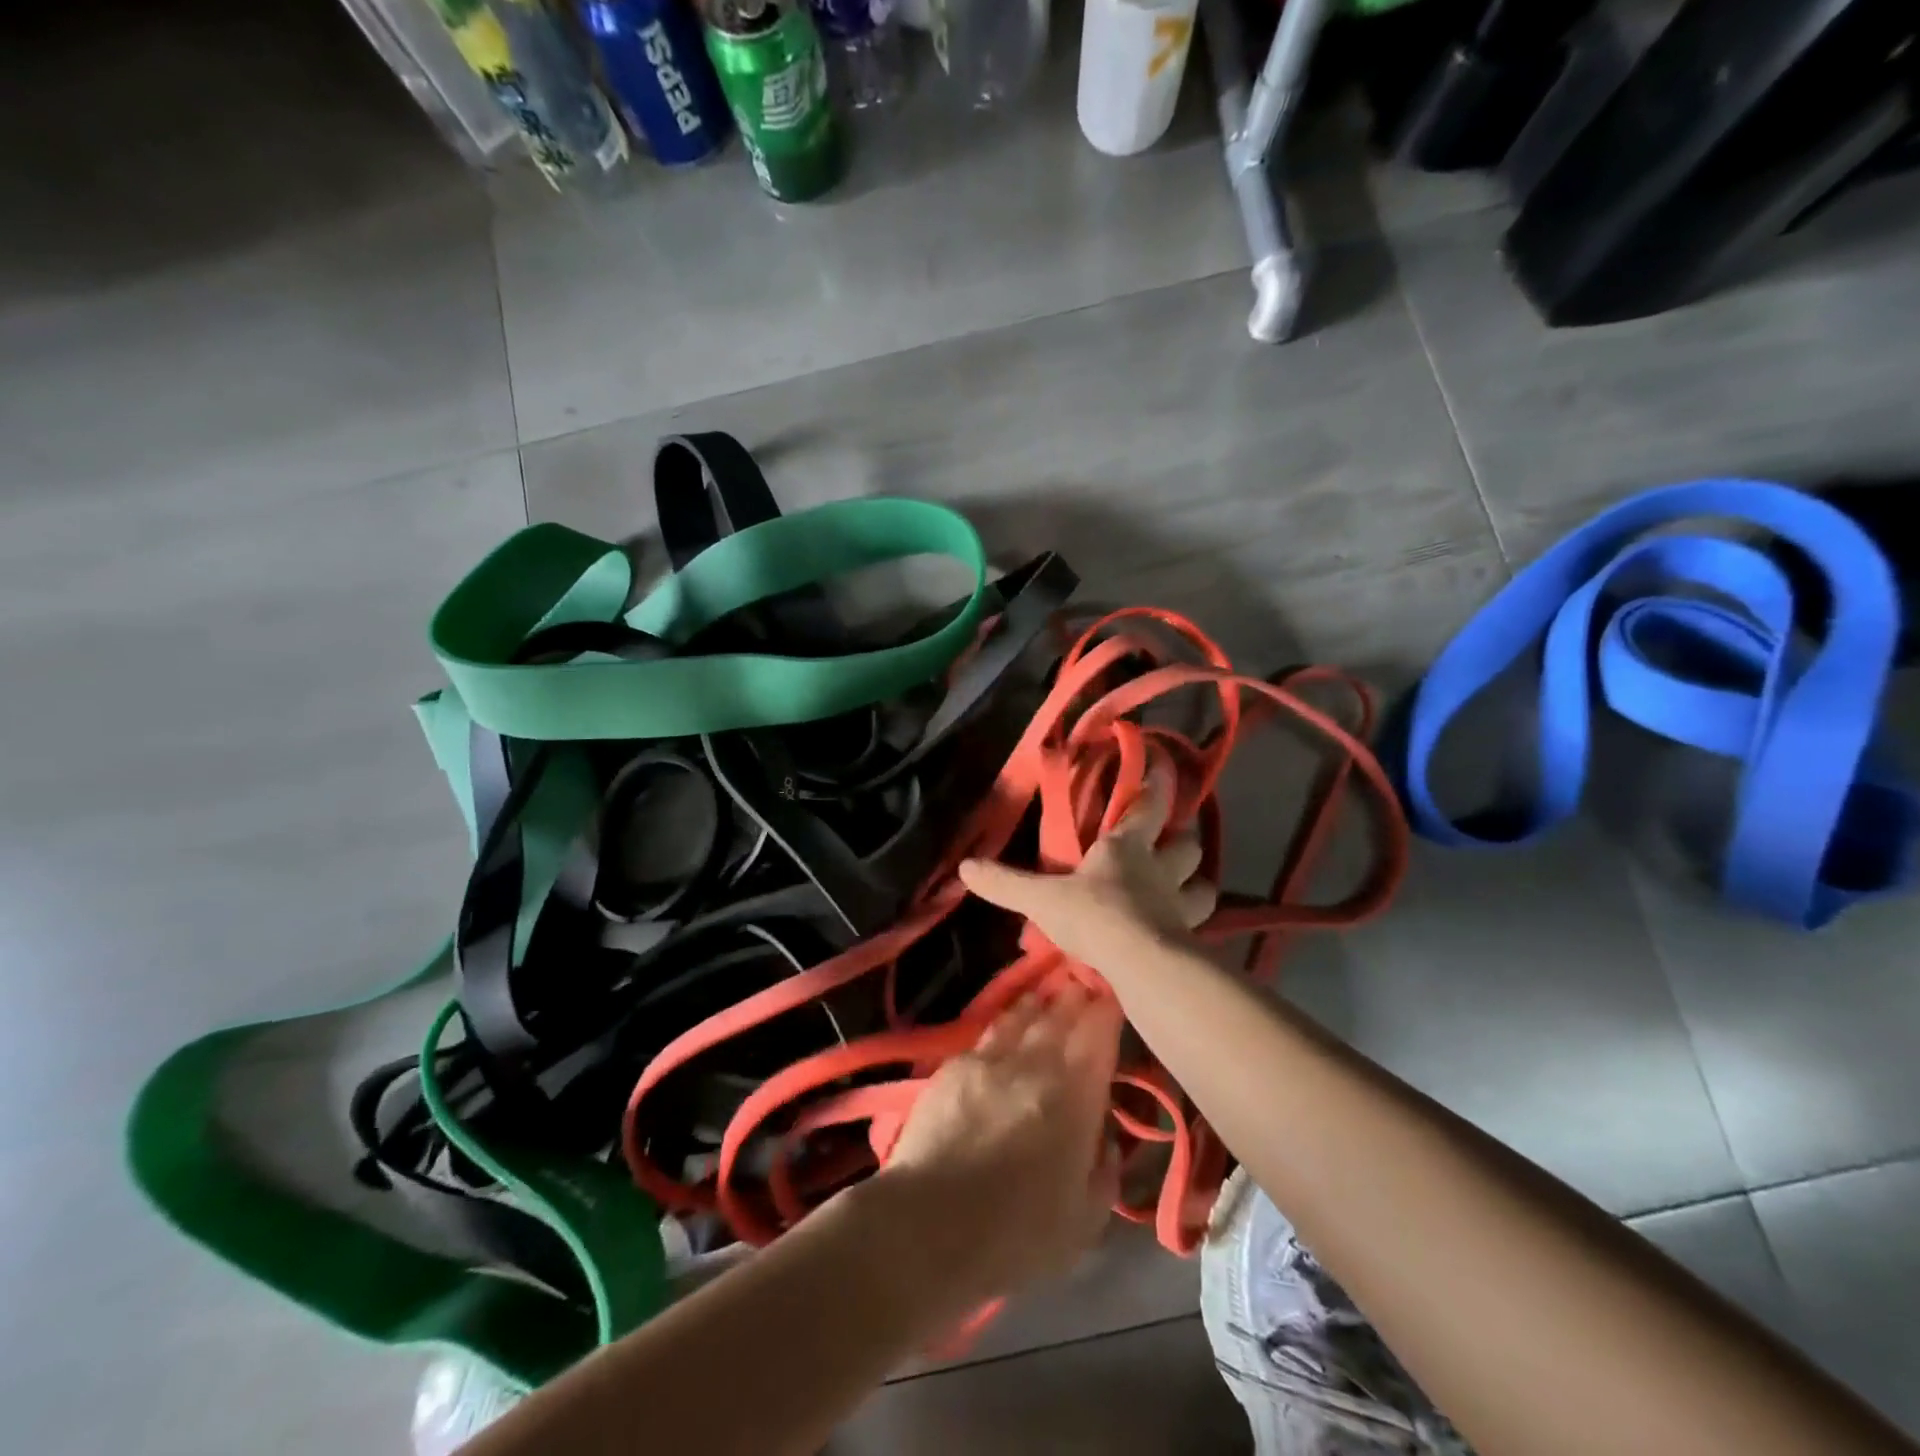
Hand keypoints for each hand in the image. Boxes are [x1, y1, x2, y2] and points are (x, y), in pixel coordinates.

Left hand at [878, 984, 1123, 1303]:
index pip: (1098, 1036)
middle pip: (1061, 1016)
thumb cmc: (1017, 1235)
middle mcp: (1036, 1064)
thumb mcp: (1085, 1221)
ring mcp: (992, 1059)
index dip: (1107, 1012)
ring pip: (1023, 1016)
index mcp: (1076, 1097)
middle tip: (1084, 984)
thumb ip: (1105, 1172)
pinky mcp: (955, 1065)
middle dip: (1076, 997)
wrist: (930, 1224)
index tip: (1113, 998)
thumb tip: (1106, 1139)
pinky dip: (1007, 1019)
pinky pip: (990, 1030)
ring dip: (1041, 1002)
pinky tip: (1010, 1018)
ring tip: (1050, 991)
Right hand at [957, 767, 1216, 973]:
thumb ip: (1006, 883)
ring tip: (1185, 888)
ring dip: (1196, 884)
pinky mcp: (1190, 939)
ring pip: (1202, 886)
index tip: (1164, 768)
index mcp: (1126, 847)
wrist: (1140, 964)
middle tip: (1175, 840)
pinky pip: (1199, 927)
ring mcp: (1180, 905)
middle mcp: (1160, 869)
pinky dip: (1194, 926)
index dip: (1157, 786)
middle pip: (1187, 845)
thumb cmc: (1094, 915)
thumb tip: (965, 867)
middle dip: (1183, 839)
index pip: (1149, 806)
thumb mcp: (1041, 899)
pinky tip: (1185, 933)